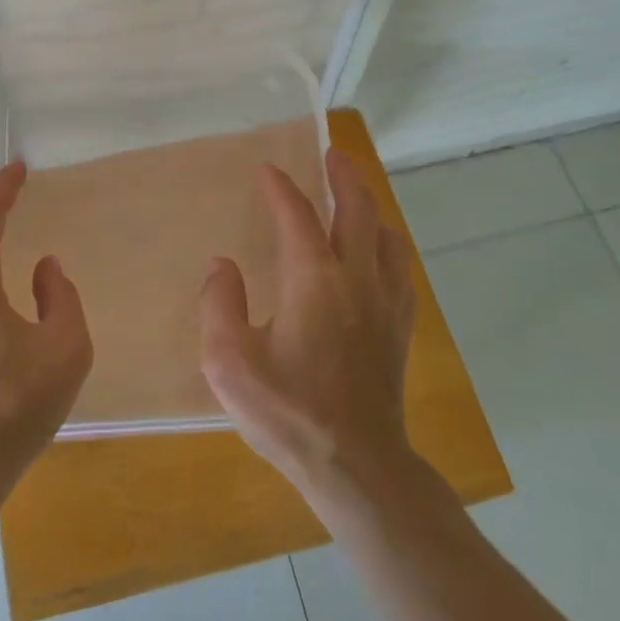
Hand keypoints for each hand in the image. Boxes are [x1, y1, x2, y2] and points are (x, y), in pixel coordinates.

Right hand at [199, 149, 417, 491]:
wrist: (356, 466)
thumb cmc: (288, 412)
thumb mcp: (229, 362)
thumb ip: (220, 305)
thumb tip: (222, 266)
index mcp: (313, 279)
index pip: (297, 216)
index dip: (280, 188)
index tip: (266, 170)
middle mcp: (356, 278)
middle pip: (357, 210)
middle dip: (343, 177)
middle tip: (331, 154)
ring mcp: (385, 303)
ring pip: (385, 237)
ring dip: (369, 208)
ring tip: (354, 199)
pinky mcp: (399, 329)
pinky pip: (398, 270)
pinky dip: (386, 247)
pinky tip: (377, 256)